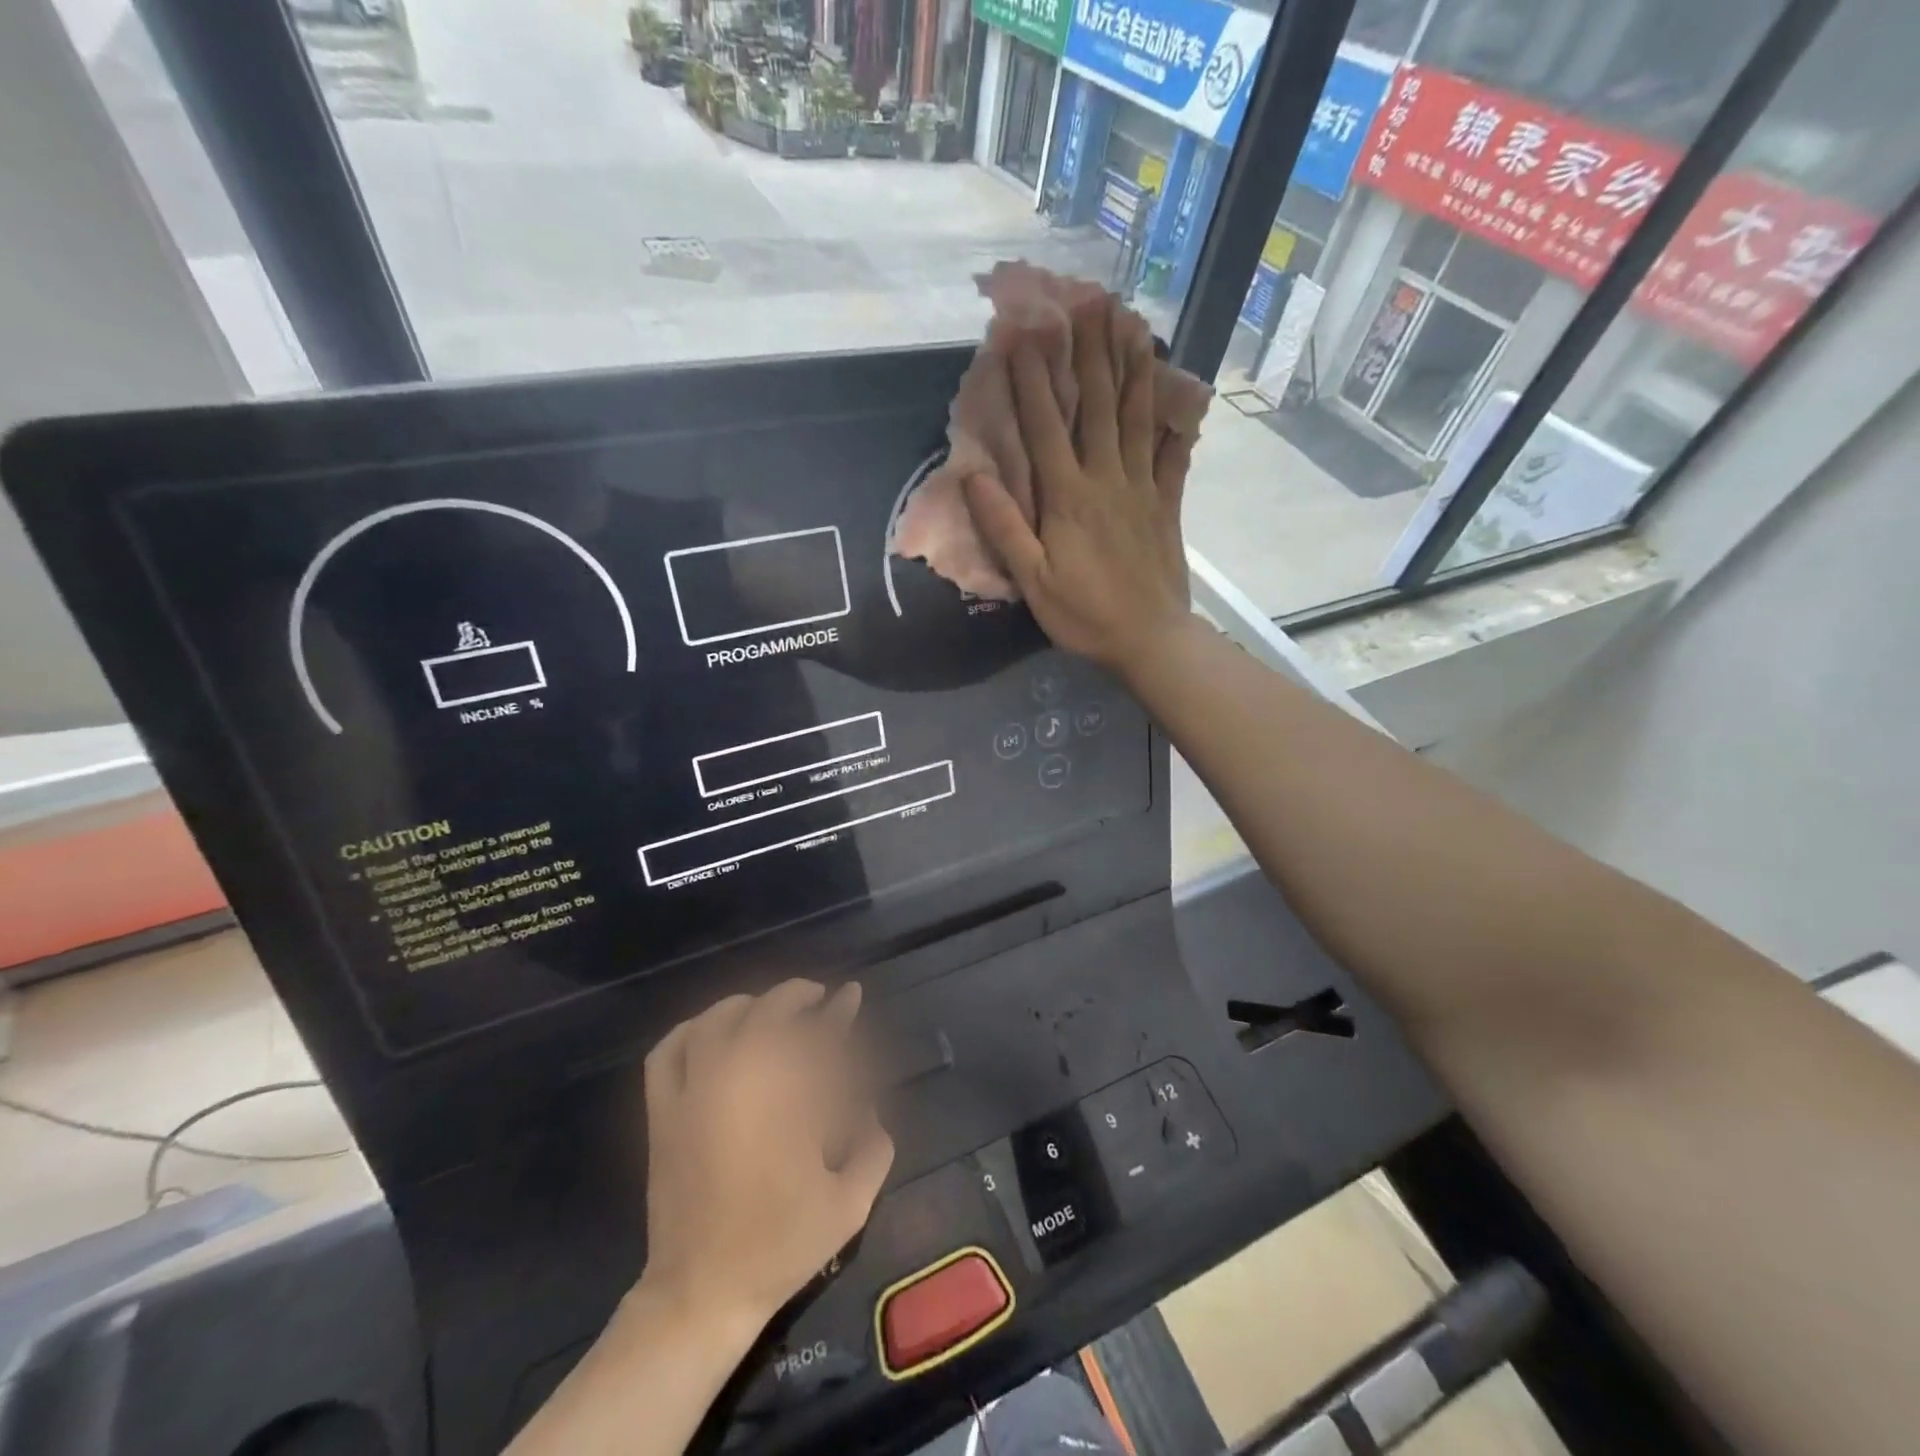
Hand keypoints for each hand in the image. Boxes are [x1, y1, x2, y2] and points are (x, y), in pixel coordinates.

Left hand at [637, 980, 893, 1343]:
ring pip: (719, 1019)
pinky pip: (670, 1049)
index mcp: (788, 1100)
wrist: (702, 1293)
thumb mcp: (850, 1204)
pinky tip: (710, 1031)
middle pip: (769, 1012)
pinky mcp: (663, 1110)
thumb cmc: (780, 1246)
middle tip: (818, 1000)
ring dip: (749, 1005)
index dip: (839, 1010)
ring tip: (768, 1010)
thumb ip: (875, 1147)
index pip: (819, 1034)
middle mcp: (740, 1081)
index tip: (850, 994)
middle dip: (798, 997)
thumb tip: (870, 1109)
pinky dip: (691, 1029)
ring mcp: (695, 1091)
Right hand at [963, 295, 1193, 677]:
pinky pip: (1172, 452)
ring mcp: (1142, 487)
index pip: (1045, 426)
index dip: (1032, 378)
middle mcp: (1106, 478)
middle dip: (1090, 351)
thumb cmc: (1083, 615)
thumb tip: (973, 476)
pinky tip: (1180, 390)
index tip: (1023, 330)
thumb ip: (1005, 528)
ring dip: (1132, 366)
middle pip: (1097, 405)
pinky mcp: (1167, 503)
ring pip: (1136, 416)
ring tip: (1132, 321)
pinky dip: (1174, 419)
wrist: (1149, 640)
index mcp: (1068, 497)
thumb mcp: (1032, 581)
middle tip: (1089, 299)